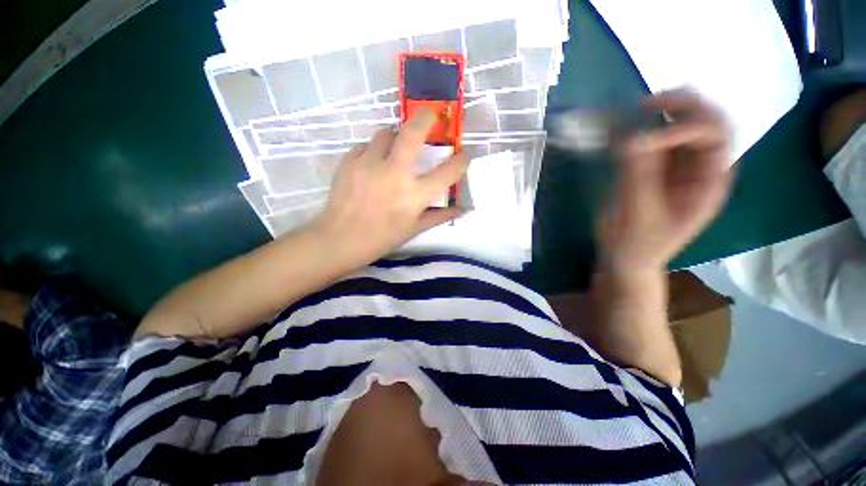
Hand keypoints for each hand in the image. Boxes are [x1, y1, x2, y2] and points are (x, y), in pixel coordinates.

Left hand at [310, 110, 468, 266]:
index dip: (461, 160)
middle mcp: (395, 174)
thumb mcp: (414, 229)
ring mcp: (369, 164)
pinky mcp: (349, 161)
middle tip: (431, 116)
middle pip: (413, 133)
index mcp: (415, 196)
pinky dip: (373, 151)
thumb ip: (439, 216)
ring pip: (386, 133)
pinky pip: (366, 146)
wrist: (341, 239)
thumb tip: (460, 209)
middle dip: (426, 118)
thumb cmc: (382, 238)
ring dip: (395, 137)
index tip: (464, 154)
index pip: (448, 172)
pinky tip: (372, 164)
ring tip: (395, 150)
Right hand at [598, 91, 733, 272]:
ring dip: (661, 113)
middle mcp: (700, 166)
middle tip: (644, 105)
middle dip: (681, 105)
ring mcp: (676, 165)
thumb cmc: (638, 244)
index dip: (681, 130)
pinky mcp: (653, 168)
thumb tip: (630, 139)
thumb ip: (638, 178)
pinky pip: (653, 139)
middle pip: (707, 120)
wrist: (627, 258)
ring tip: (630, 114)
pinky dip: (639, 129)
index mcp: (711, 181)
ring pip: (682, 124)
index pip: (713, 136)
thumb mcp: (640, 215)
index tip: (637, 144)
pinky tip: (620, 130)